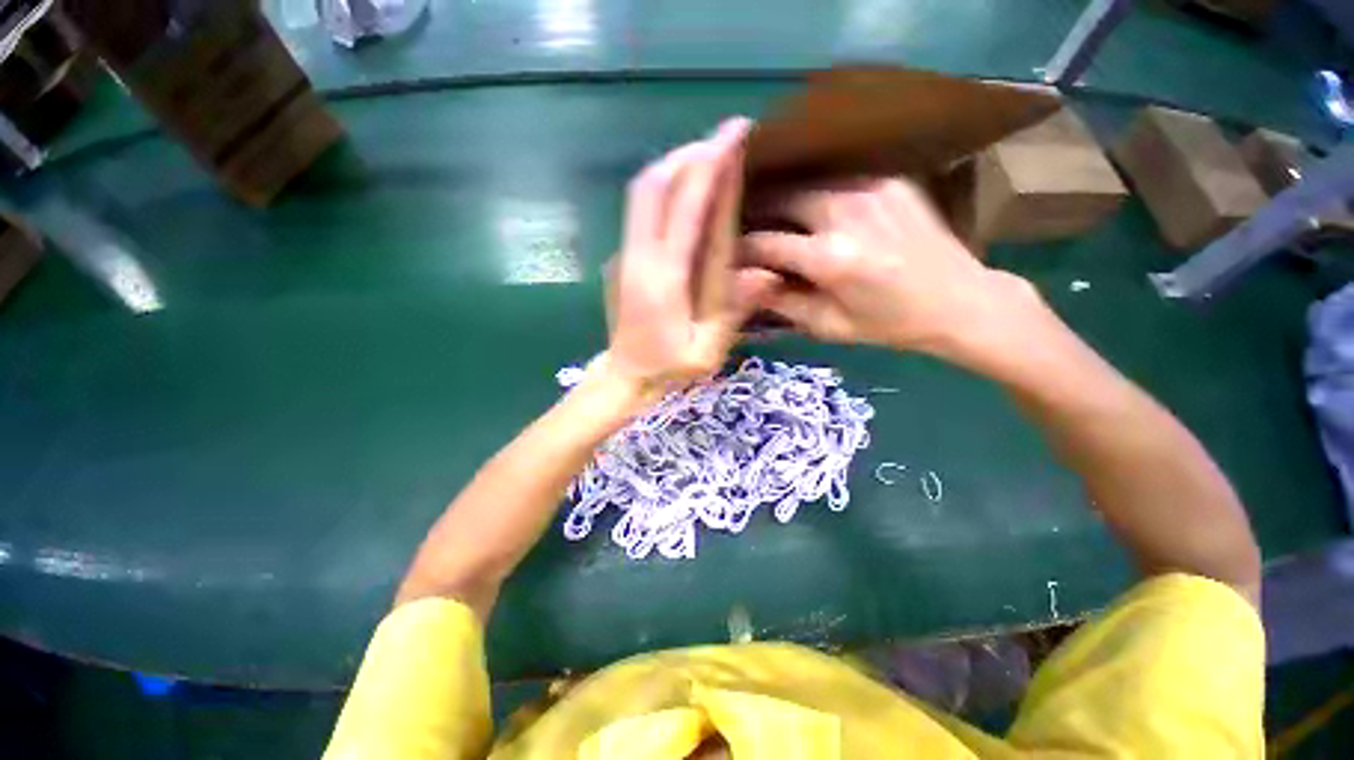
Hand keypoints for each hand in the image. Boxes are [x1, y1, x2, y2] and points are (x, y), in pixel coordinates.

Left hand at [601, 118, 781, 396]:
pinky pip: (640, 207)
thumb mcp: (706, 352)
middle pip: (653, 184)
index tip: (734, 134)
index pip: (685, 207)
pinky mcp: (623, 255)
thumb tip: (767, 272)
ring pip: (641, 191)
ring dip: (674, 165)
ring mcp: (625, 253)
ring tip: (709, 156)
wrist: (624, 376)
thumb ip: (732, 312)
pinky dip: (664, 185)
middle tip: (724, 139)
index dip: (710, 166)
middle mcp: (638, 256)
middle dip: (689, 153)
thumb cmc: (667, 369)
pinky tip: (686, 188)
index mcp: (663, 278)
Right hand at [741, 178, 1040, 367]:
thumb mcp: (828, 326)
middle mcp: (847, 213)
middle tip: (746, 226)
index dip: (740, 249)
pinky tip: (811, 209)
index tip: (728, 255)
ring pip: (807, 183)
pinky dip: (816, 193)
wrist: (961, 300)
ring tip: (772, 215)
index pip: (765, 243)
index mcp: (832, 258)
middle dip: (758, 212)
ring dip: (784, 199)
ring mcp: (871, 189)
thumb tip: (744, 280)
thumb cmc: (888, 324)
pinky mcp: (889, 180)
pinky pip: (837, 180)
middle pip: (782, 198)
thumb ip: (781, 301)